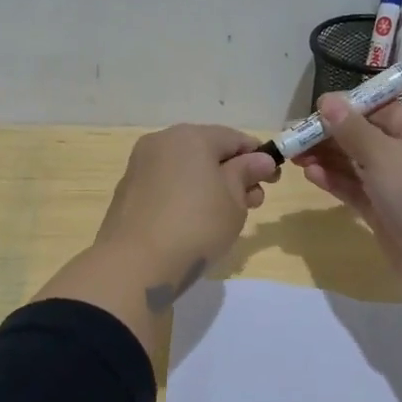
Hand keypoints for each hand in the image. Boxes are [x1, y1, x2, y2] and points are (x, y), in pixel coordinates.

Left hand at [94, 125, 278, 304]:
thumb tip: (259, 160)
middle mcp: (161, 143)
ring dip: (209, 185)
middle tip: (252, 203)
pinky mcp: (127, 192)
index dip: (259, 157)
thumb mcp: (234, 201)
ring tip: (225, 217)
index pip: (234, 138)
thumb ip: (246, 174)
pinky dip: (184, 196)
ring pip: (185, 169)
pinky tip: (193, 223)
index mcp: (190, 137)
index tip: (273, 180)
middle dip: (233, 173)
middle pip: (207, 151)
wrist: (135, 264)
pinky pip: (166, 185)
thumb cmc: (196, 226)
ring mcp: (139, 167)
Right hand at [292, 96, 401, 317]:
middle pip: (366, 138)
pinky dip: (336, 182)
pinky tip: (311, 174)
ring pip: (358, 166)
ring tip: (295, 156)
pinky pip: (357, 191)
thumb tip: (328, 100)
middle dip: (331, 136)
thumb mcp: (383, 151)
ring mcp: (399, 188)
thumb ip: (352, 128)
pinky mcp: (386, 215)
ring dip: (328, 159)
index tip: (314, 111)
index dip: (348, 109)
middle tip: (294, 137)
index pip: (380, 111)